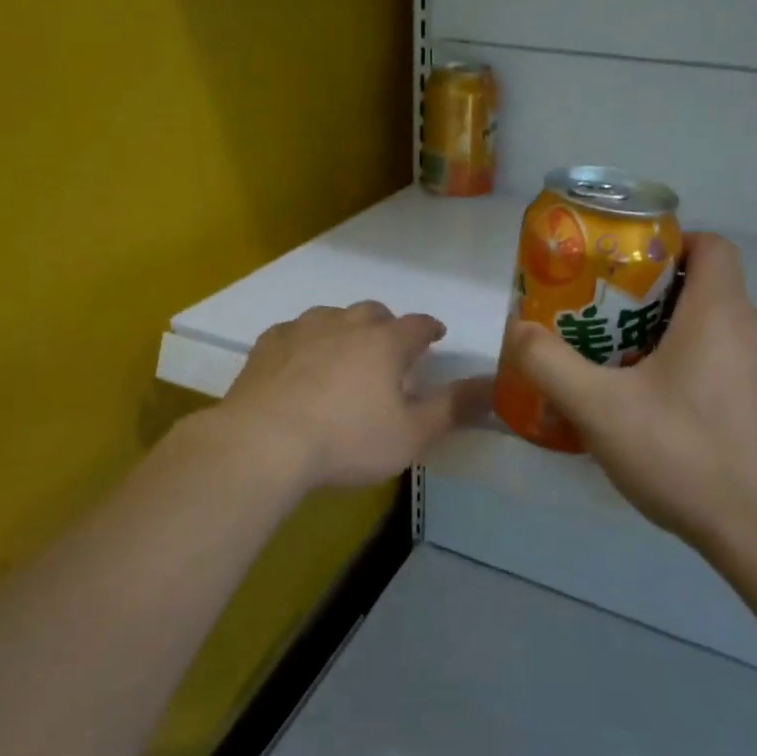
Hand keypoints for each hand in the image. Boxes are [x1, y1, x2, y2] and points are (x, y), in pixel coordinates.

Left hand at [219, 301, 493, 493]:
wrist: (264, 442)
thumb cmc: (347, 440)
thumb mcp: (410, 434)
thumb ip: (452, 408)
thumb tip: (491, 386)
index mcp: (384, 343)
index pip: (417, 325)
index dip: (430, 328)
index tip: (436, 334)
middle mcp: (345, 325)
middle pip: (373, 312)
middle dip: (387, 325)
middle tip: (389, 347)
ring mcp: (302, 330)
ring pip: (332, 315)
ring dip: (344, 328)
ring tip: (345, 351)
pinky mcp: (268, 345)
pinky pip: (294, 331)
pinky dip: (305, 341)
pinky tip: (299, 361)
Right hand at [502, 233, 756, 556]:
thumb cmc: (687, 454)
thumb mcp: (600, 409)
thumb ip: (550, 365)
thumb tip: (518, 329)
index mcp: (721, 313)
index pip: (710, 244)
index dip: (669, 243)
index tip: (626, 270)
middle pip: (707, 292)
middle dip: (655, 302)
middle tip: (608, 329)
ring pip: (721, 336)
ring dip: (678, 344)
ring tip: (631, 379)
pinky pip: (738, 374)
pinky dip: (704, 379)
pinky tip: (673, 425)